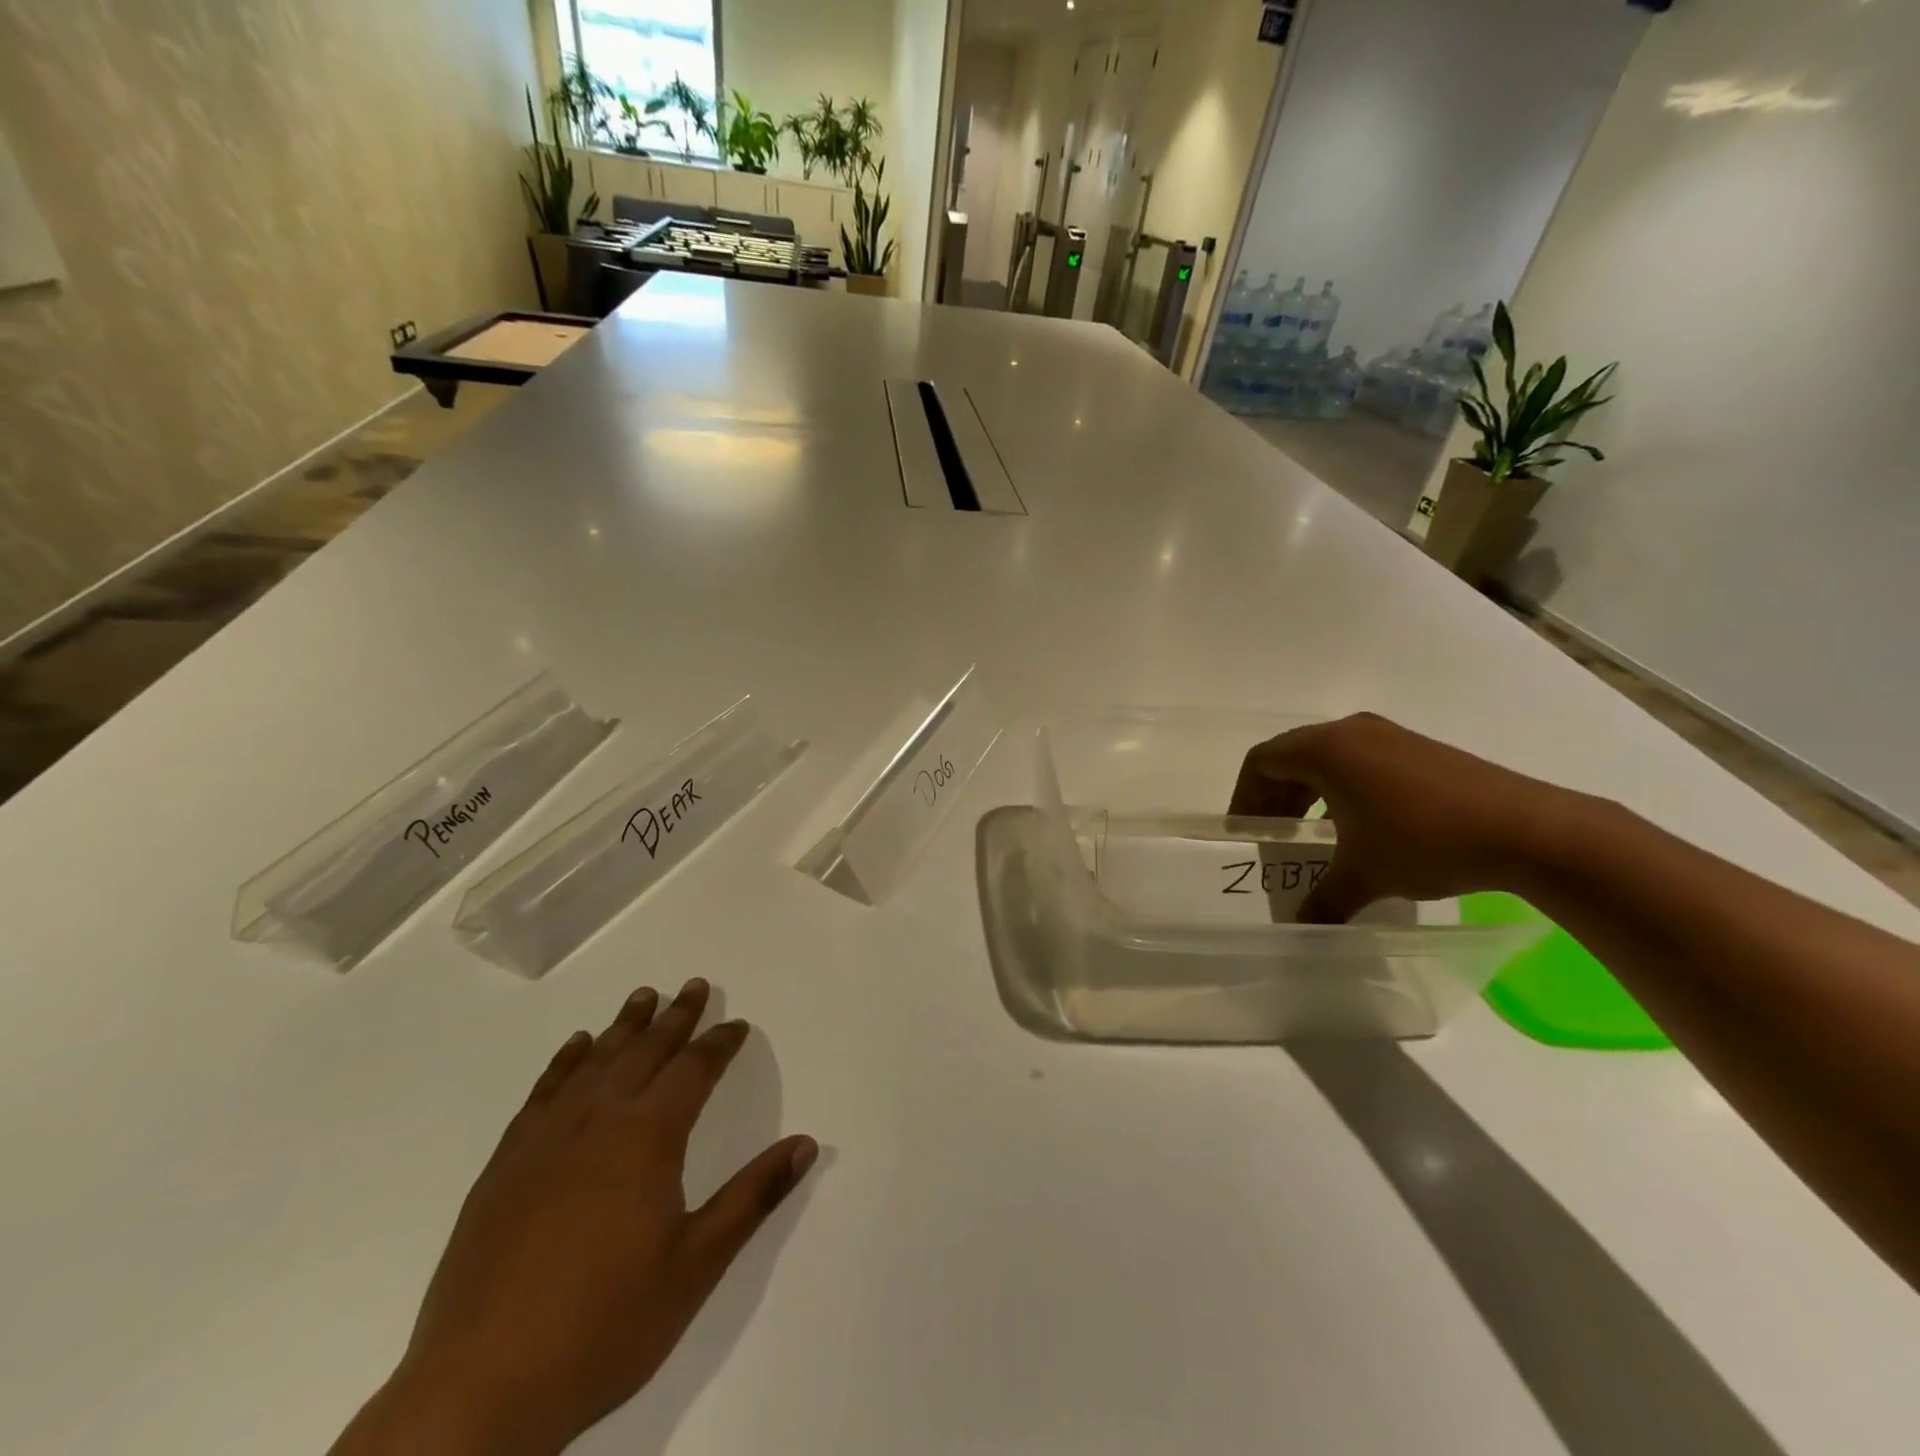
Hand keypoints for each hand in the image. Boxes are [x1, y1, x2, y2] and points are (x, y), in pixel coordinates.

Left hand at [332, 979, 817, 1455]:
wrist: (478, 1390)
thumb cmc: (604, 1326)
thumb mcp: (696, 1265)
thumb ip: (753, 1197)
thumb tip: (807, 1144)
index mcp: (648, 1137)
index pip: (694, 1070)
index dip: (719, 1043)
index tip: (736, 1024)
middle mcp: (598, 1120)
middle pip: (646, 1051)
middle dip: (675, 1016)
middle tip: (694, 985)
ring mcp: (546, 1139)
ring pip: (595, 1061)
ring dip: (624, 1026)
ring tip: (643, 996)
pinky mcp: (505, 1165)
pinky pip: (543, 1092)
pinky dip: (565, 1062)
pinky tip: (575, 1047)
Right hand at [1229, 712, 1581, 921]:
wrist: (1527, 829)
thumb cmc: (1425, 841)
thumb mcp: (1364, 876)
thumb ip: (1321, 901)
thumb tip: (1298, 929)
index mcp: (1325, 749)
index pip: (1261, 761)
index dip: (1244, 797)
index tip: (1245, 833)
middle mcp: (1352, 732)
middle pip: (1291, 756)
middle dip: (1274, 797)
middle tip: (1272, 837)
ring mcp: (1389, 736)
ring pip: (1327, 758)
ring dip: (1308, 793)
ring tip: (1310, 835)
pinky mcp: (1419, 749)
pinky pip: (1360, 761)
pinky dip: (1342, 789)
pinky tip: (1358, 827)